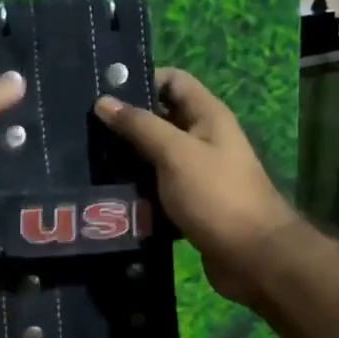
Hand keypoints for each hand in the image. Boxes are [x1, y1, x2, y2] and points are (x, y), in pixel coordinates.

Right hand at [95, 68, 298, 306]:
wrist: (253, 257)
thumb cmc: (216, 195)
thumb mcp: (175, 154)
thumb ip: (140, 126)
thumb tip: (103, 101)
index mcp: (207, 116)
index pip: (173, 81)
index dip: (141, 80)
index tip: (103, 93)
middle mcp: (204, 138)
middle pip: (160, 119)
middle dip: (126, 123)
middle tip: (85, 131)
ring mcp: (198, 172)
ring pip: (155, 156)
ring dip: (128, 160)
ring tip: (89, 162)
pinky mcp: (190, 202)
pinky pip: (158, 188)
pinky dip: (138, 190)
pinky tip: (108, 194)